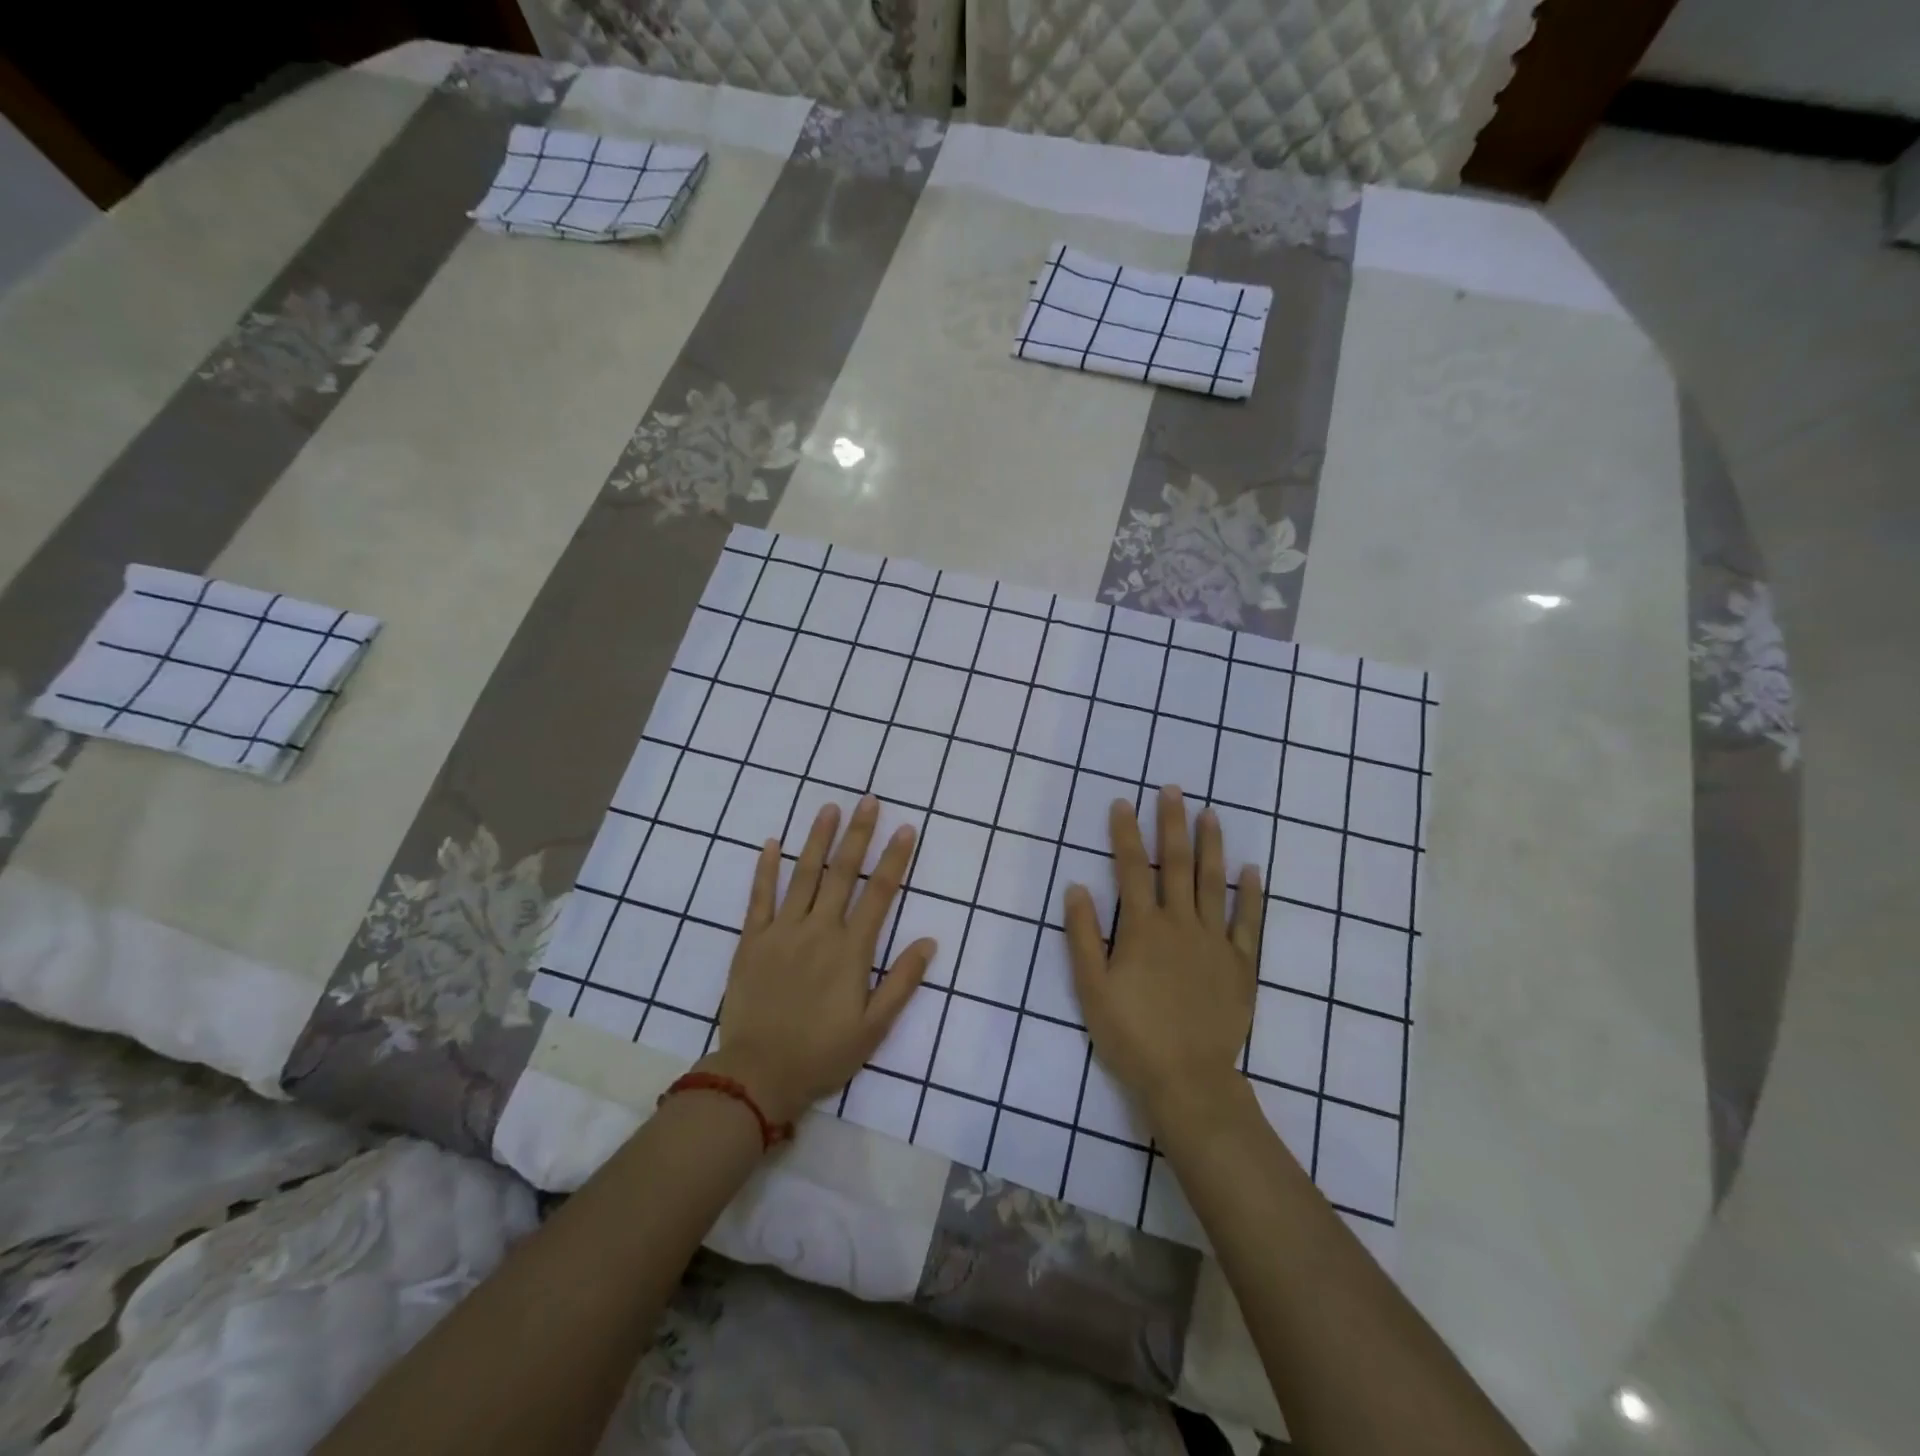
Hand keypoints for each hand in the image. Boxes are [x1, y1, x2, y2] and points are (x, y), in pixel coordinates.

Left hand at [702, 796, 934, 1127]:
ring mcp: (782, 931)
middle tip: (869, 800)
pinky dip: (766, 869)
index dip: (894, 859)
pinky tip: (773, 843)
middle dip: (858, 834)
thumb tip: (929, 941)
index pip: (879, 893)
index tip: (905, 828)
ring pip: (803, 875)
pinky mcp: (751, 940)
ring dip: (817, 839)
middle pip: (842, 873)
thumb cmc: (823, 1053)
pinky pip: (759, 897)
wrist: (758, 1074)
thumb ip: (902, 982)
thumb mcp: (874, 1027)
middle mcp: (819, 930)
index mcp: (851, 950)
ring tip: (829, 808)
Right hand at [1064, 785, 1263, 1130]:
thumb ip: (1082, 935)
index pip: (1131, 869)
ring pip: (1213, 883)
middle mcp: (1180, 924)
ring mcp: (1214, 942)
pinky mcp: (1241, 964)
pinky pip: (1248, 922)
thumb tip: (1076, 886)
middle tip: (1173, 789)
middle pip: (1175, 864)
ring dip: (1211, 845)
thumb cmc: (1131, 1034)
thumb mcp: (1091, 988)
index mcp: (1142, 928)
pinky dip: (1251, 894)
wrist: (1187, 1079)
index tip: (1124, 802)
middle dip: (1171, 824)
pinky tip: (1252, 869)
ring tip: (1210, 813)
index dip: (1125, 833)